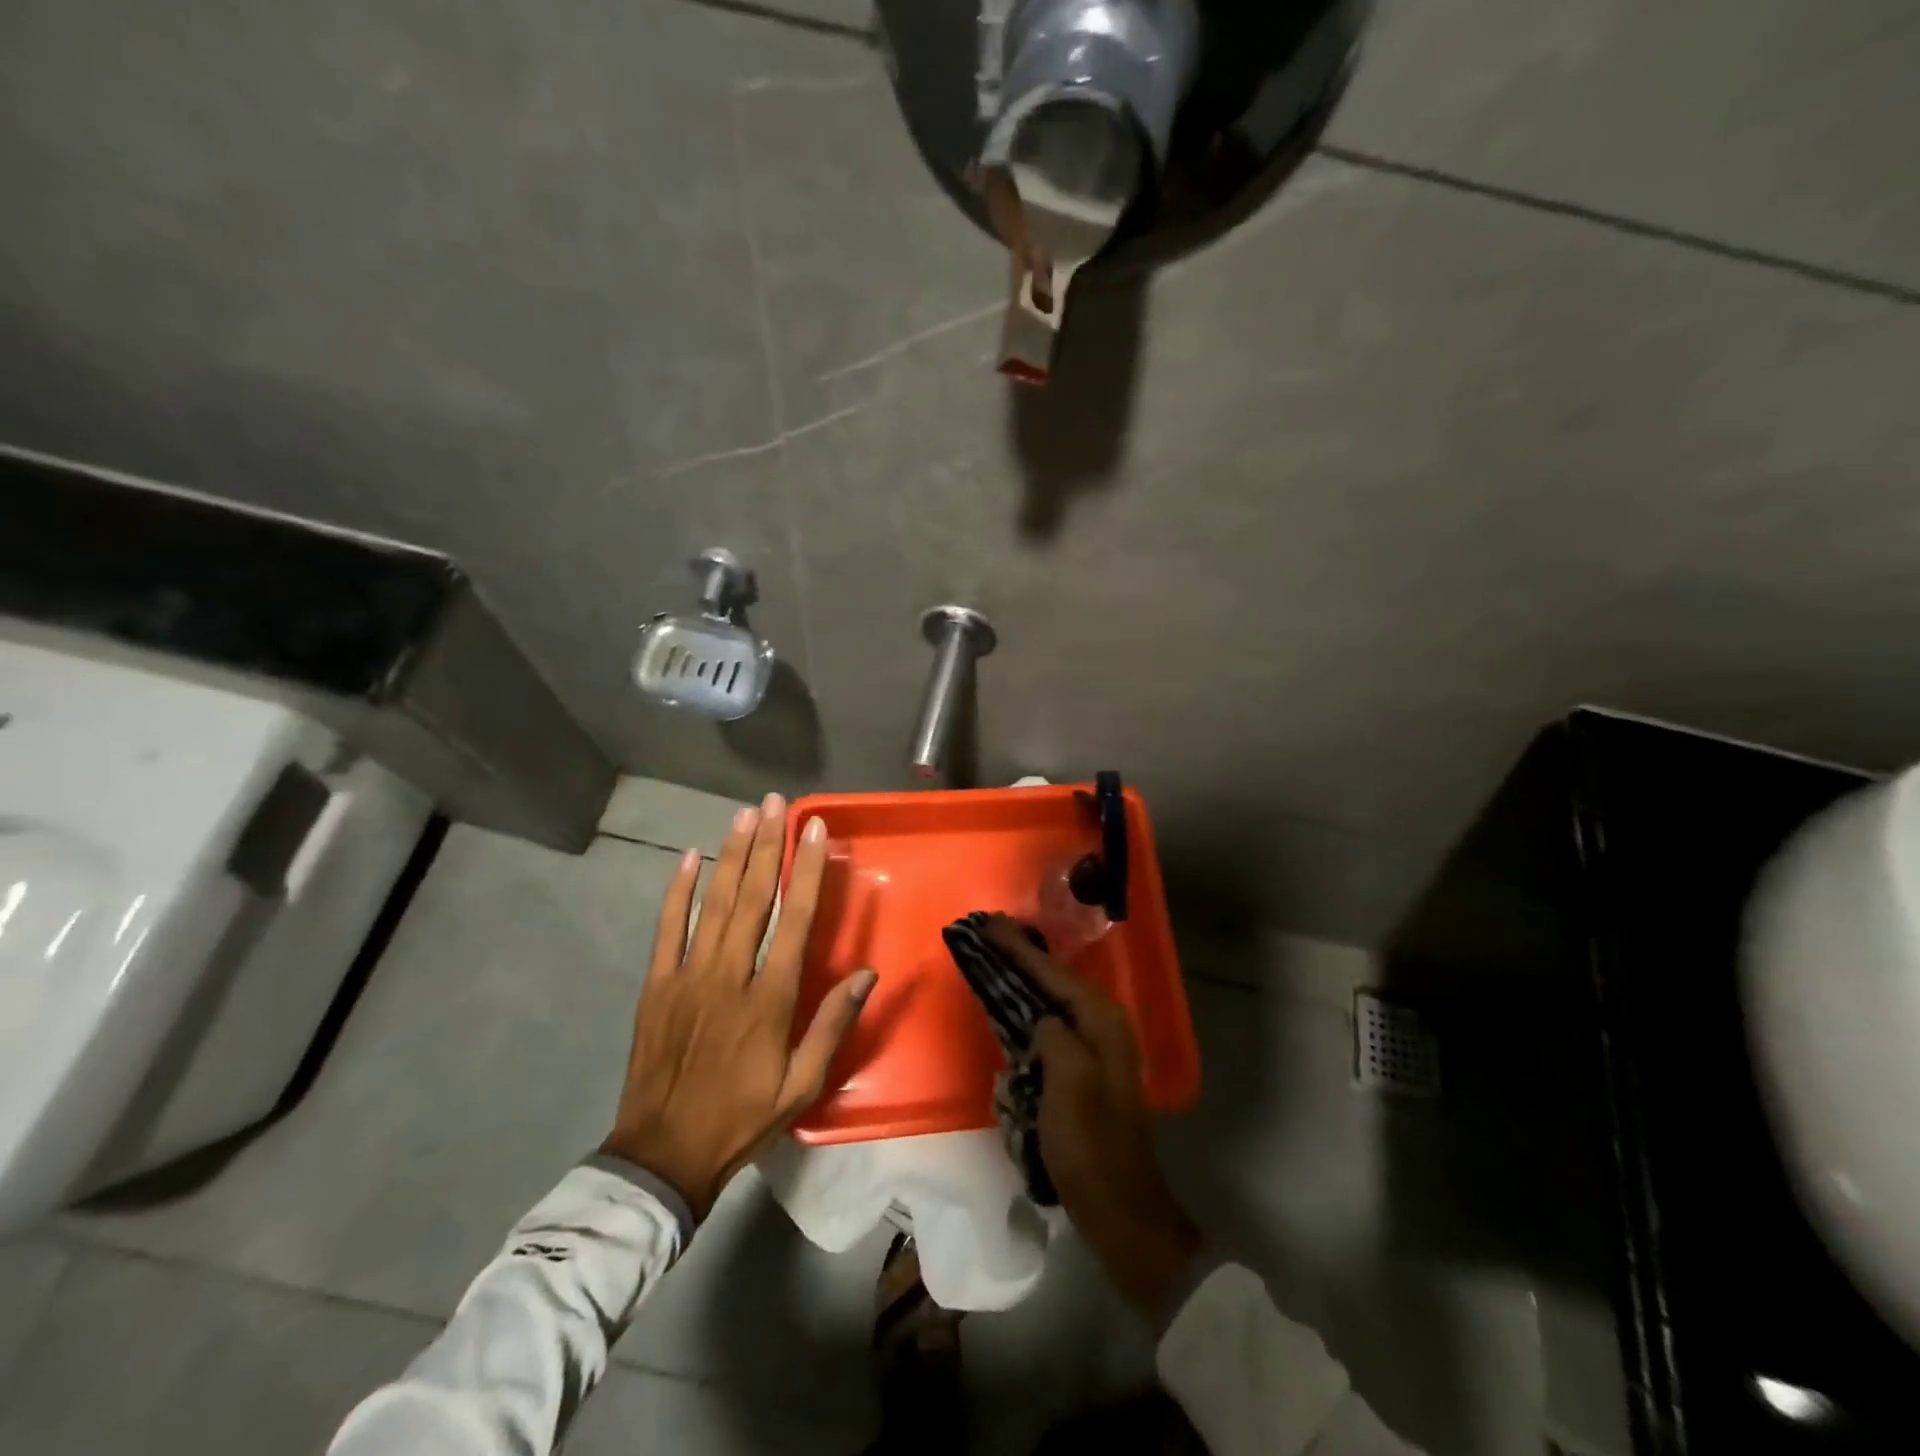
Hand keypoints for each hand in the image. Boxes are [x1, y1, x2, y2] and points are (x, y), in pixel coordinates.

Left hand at [602, 795, 876, 1219]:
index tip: (815, 831)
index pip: (795, 919)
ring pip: (712, 904)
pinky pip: (667, 929)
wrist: (663, 1155)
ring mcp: (688, 977)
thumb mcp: (801, 1084)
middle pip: (752, 898)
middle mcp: (730, 975)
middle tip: (775, 804)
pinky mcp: (657, 985)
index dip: (807, 871)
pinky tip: (689, 858)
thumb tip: (867, 973)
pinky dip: (677, 891)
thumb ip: (832, 1025)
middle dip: (766, 846)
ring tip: (743, 815)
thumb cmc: (742, 1118)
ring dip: (730, 856)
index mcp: (770, 999)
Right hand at [983, 916, 1202, 1319]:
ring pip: (1053, 1002)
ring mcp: (1096, 1051)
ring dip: (1025, 981)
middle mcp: (1104, 1027)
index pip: (1054, 973)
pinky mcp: (1084, 1073)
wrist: (1119, 1208)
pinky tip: (1012, 1009)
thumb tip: (1042, 1021)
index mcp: (1103, 1023)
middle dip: (1022, 957)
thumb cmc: (1091, 1145)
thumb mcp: (1069, 1082)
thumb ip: (1054, 1035)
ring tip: (996, 961)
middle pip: (1054, 980)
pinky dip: (1029, 1014)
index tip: (990, 924)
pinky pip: (1051, 1029)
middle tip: (990, 934)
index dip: (1020, 948)